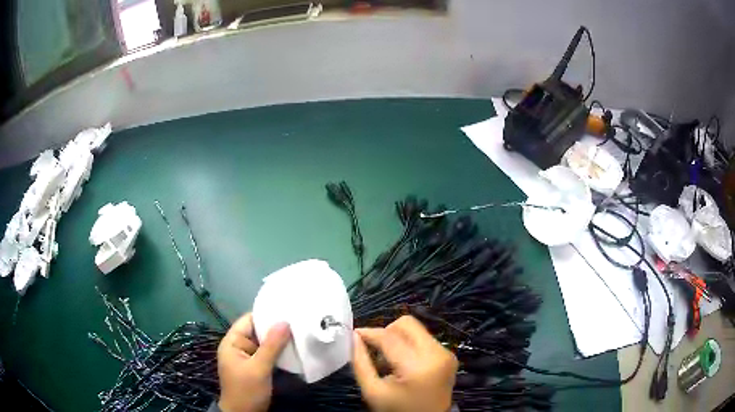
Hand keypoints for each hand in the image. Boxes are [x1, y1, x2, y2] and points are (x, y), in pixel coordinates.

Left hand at [217, 313, 290, 411]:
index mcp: (232, 342)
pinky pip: (268, 354)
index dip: (266, 314)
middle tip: (298, 321)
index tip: (287, 310)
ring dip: (279, 341)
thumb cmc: (247, 390)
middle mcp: (239, 347)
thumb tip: (284, 322)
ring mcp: (248, 358)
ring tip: (299, 332)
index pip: (248, 320)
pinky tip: (293, 349)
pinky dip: (278, 352)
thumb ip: (271, 346)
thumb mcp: (259, 368)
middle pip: (257, 331)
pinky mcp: (256, 368)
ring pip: (265, 343)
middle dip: (276, 328)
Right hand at [352, 315, 458, 411]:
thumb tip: (354, 337)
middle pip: (407, 324)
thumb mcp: (373, 391)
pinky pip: (424, 339)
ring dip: (398, 338)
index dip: (369, 333)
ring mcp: (446, 353)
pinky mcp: (449, 355)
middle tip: (374, 348)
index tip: (355, 335)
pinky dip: (409, 345)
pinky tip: (402, 362)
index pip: (389, 337)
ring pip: (416, 329)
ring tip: (388, 360)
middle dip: (386, 332)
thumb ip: (361, 363)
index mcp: (418, 366)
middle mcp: (437, 353)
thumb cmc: (398, 410)